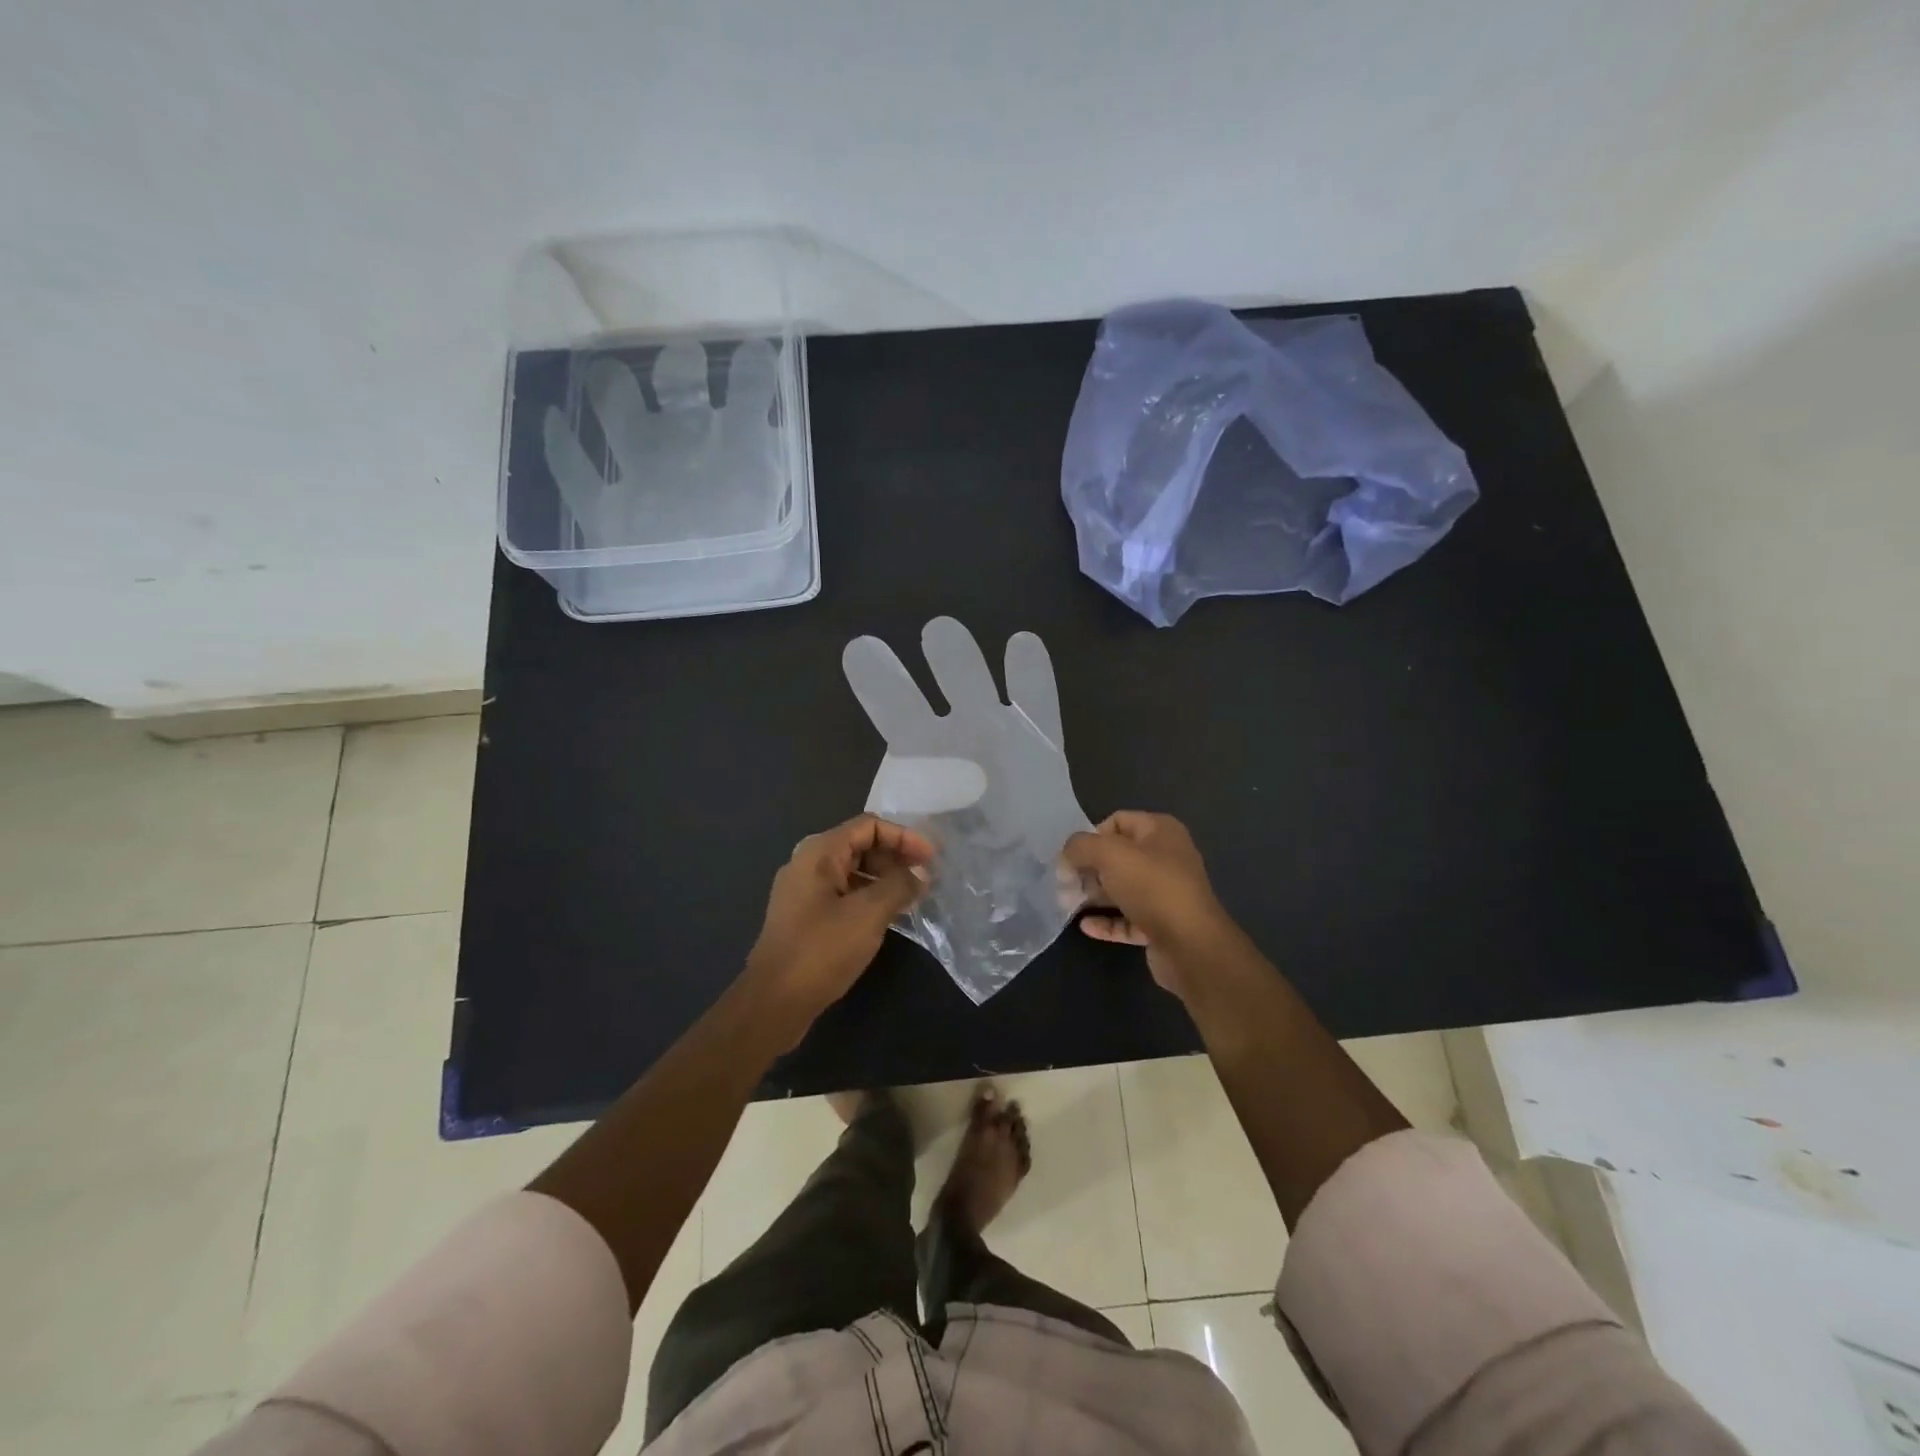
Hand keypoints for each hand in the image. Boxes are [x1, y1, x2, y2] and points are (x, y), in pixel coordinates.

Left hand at [742, 814, 934, 1045]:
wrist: (773, 1002)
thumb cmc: (821, 950)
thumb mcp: (868, 914)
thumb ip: (899, 885)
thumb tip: (920, 872)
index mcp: (819, 852)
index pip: (869, 825)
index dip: (904, 836)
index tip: (932, 858)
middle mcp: (808, 863)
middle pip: (860, 844)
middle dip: (895, 856)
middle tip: (925, 877)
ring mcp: (804, 891)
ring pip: (852, 870)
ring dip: (885, 878)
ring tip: (913, 896)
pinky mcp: (805, 916)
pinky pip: (844, 892)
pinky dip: (869, 896)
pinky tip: (890, 915)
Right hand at [1060, 811, 1239, 1001]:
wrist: (1190, 945)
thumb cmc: (1151, 887)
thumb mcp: (1109, 854)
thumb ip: (1080, 846)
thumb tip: (1067, 856)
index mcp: (1161, 831)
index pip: (1117, 821)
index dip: (1092, 836)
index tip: (1073, 857)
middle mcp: (1167, 857)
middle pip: (1118, 856)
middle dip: (1089, 868)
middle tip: (1065, 883)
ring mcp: (1166, 893)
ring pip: (1122, 888)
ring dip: (1095, 895)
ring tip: (1069, 903)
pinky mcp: (1162, 924)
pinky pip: (1128, 918)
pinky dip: (1107, 921)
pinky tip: (1086, 926)